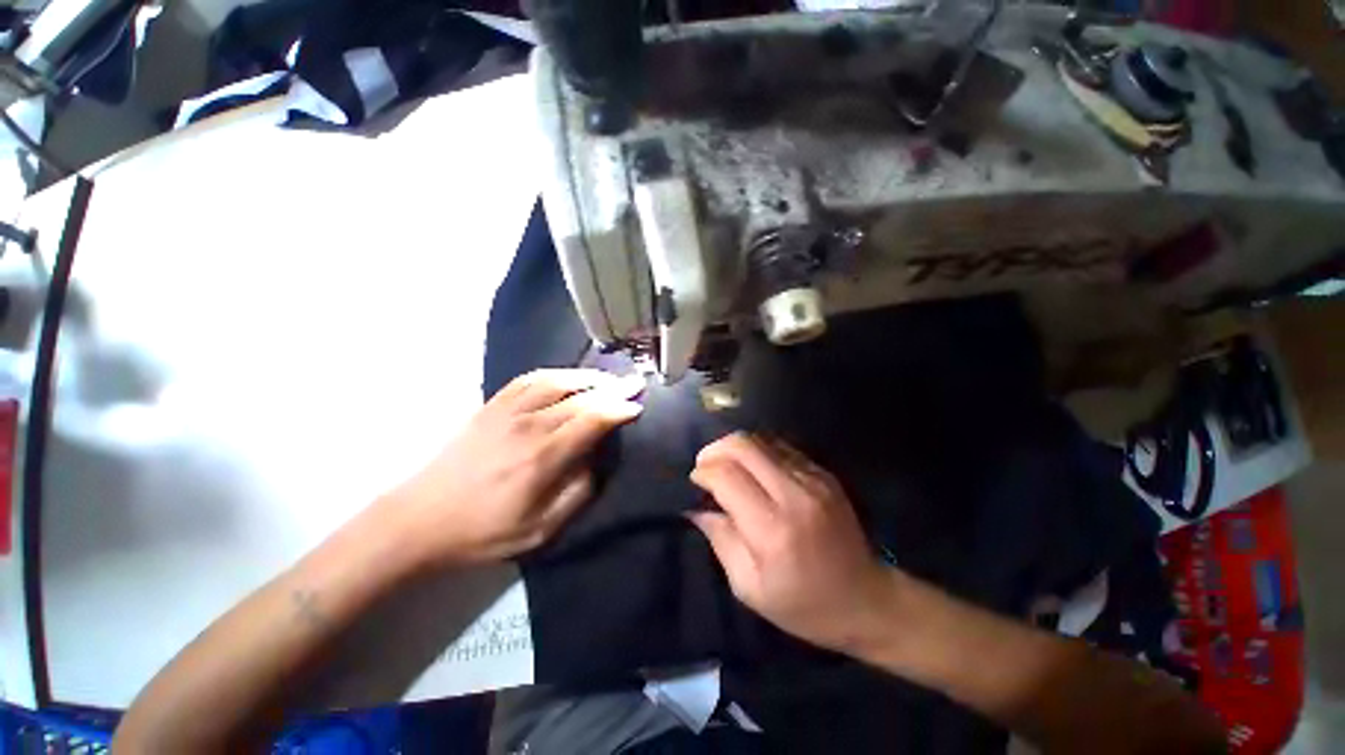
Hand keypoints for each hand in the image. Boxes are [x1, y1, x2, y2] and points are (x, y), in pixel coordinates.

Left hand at [381, 369, 642, 568]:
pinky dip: (555, 373)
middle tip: (634, 385)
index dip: (619, 410)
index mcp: (543, 457)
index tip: (637, 407)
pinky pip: (528, 379)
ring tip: (608, 378)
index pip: (592, 420)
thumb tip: (596, 461)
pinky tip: (567, 376)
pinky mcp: (490, 406)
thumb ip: (577, 493)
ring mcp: (507, 411)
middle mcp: (528, 426)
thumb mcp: (540, 530)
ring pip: (557, 381)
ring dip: (588, 376)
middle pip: (580, 397)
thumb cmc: (483, 531)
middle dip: (613, 389)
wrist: (420, 519)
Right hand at [688, 433, 897, 652]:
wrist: (868, 600)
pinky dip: (759, 452)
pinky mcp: (824, 474)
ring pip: (761, 440)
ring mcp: (814, 479)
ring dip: (736, 448)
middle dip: (715, 450)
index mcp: (773, 530)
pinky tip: (754, 471)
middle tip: (705, 467)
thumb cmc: (804, 605)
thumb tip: (696, 507)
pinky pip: (781, 447)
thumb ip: (720, 539)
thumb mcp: (750, 587)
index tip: (695, 481)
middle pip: (743, 445)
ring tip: (727, 467)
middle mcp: (794, 495)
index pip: (726, 476)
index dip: (703, 472)